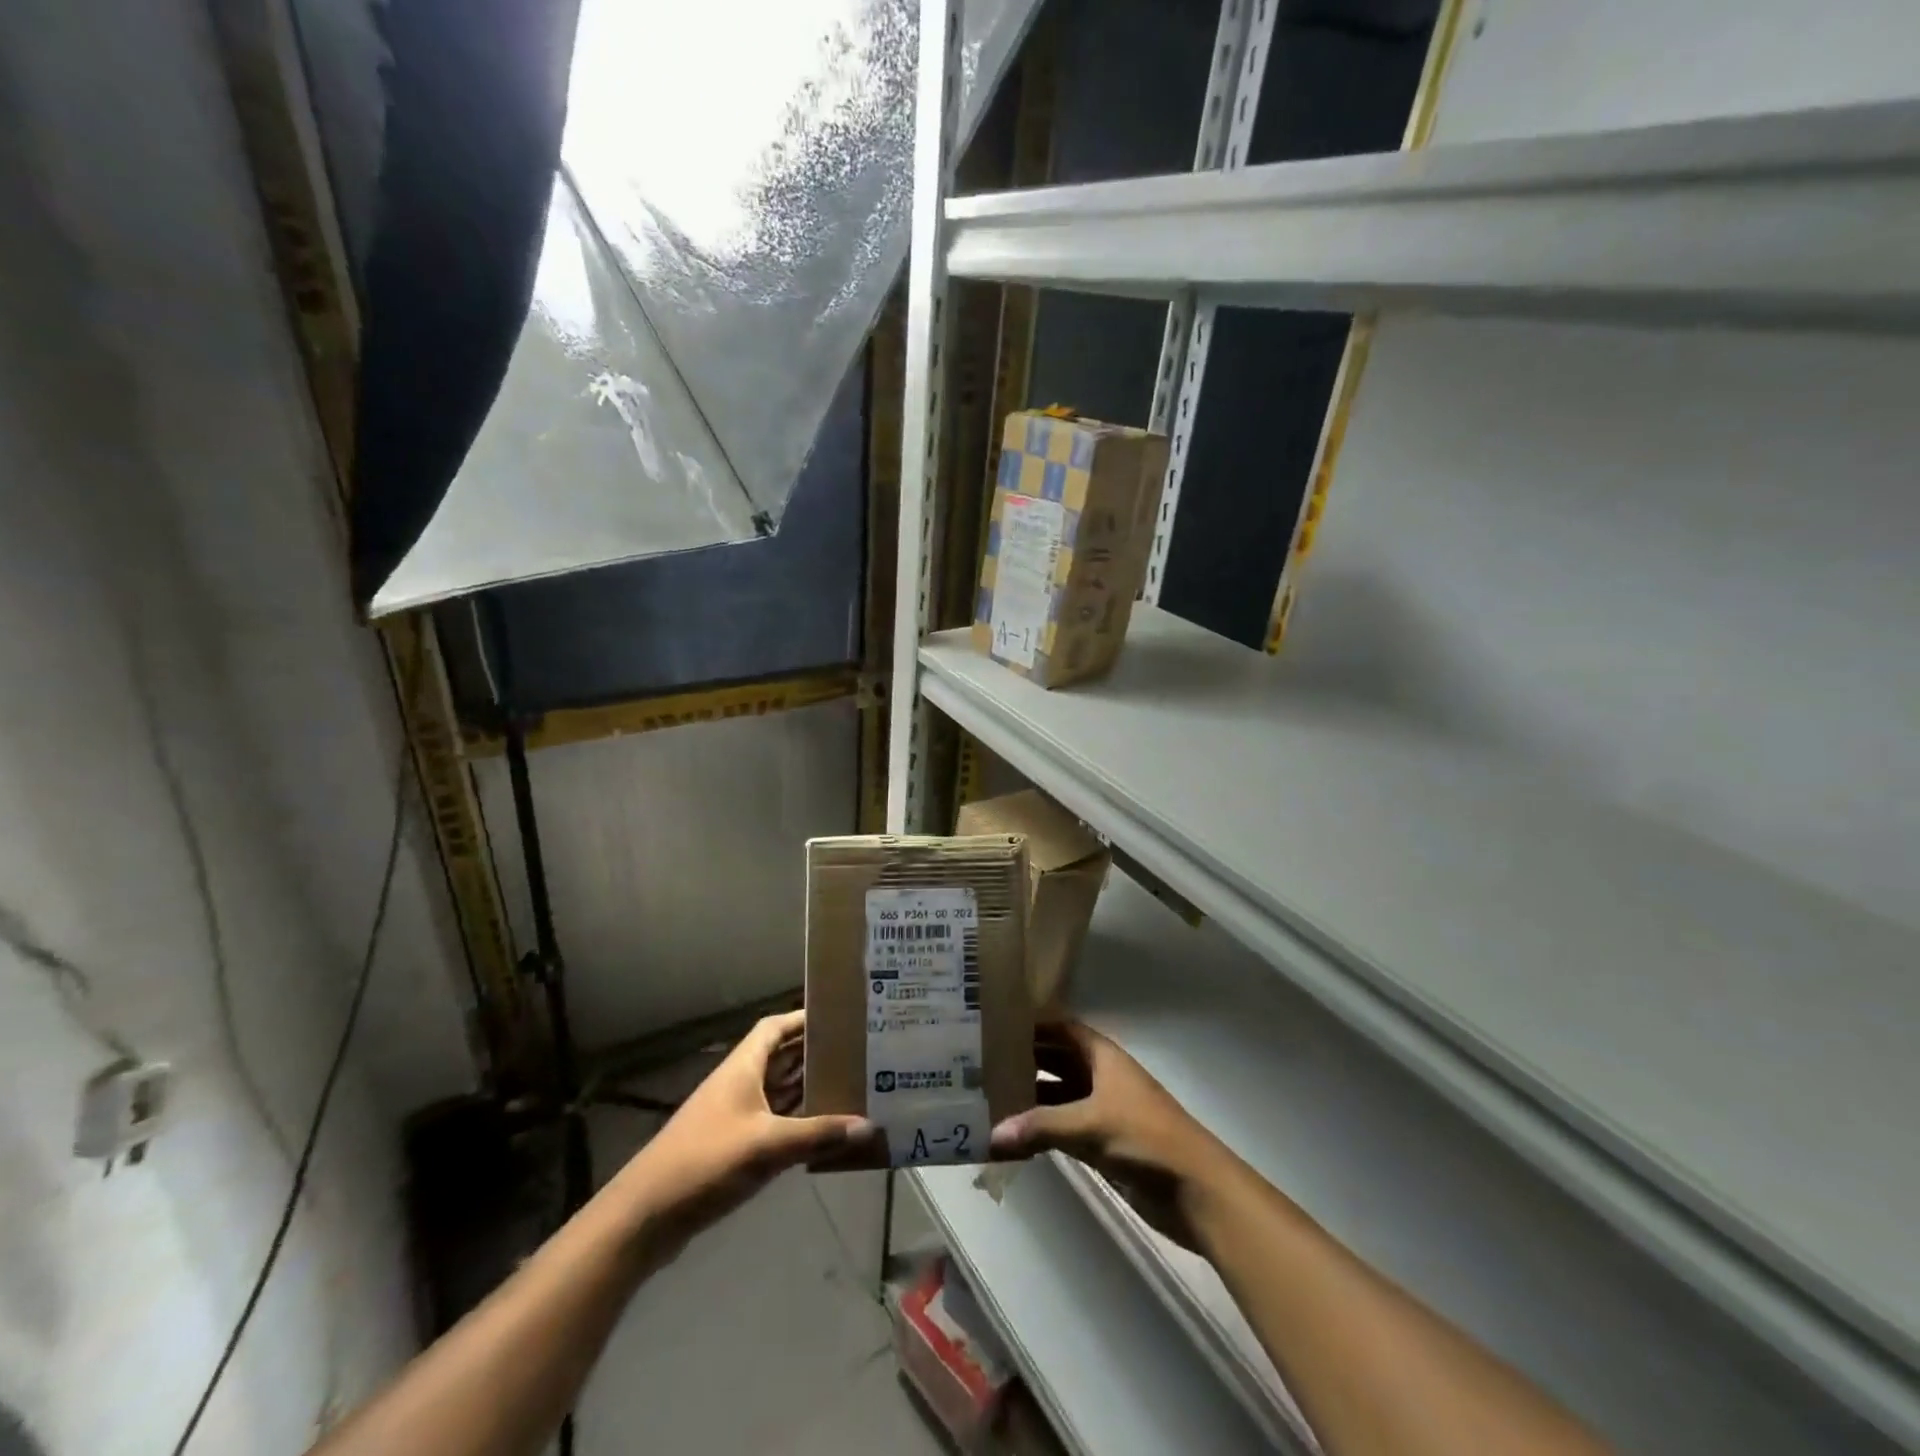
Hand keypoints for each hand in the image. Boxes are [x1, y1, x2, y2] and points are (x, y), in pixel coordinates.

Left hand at [616, 1010, 874, 1245]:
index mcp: (742, 1067)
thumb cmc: (706, 1161)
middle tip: (855, 1052)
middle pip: (780, 1057)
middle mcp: (738, 1084)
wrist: (645, 1216)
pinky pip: (772, 1122)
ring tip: (848, 1085)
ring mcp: (733, 1116)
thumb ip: (818, 1134)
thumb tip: (869, 1126)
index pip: (775, 1027)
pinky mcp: (731, 1147)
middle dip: (813, 1053)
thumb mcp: (767, 1145)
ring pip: (777, 1091)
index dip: (803, 1018)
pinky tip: (822, 1130)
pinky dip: (796, 1121)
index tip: (837, 1017)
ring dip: (806, 1088)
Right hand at [990, 1022, 1235, 1250]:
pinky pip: (1064, 1127)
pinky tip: (1014, 1136)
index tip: (995, 1024)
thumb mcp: (1091, 1126)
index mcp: (1103, 1056)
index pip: (1062, 1028)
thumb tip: (991, 1133)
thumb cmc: (1146, 1139)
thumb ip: (1041, 1127)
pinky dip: (1042, 1129)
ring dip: (1030, 1098)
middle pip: (1057, 1060)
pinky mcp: (1104, 1143)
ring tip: (988, 1097)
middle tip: (981, 1062)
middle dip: (1025, 1060)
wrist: (1197, 1191)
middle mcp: (1101, 1076)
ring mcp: (1103, 1110)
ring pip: (1059, 1095)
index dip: (1033, 1024)